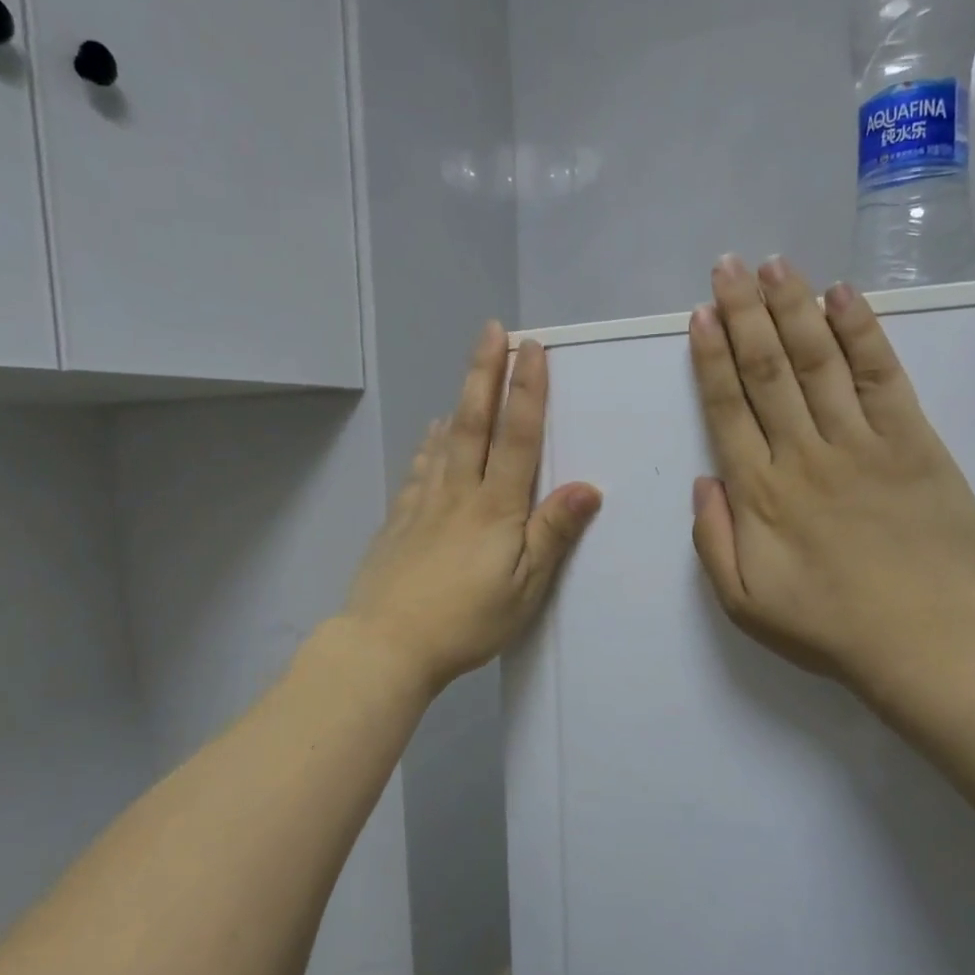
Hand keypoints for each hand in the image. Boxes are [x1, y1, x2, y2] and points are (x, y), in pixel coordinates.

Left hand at [344, 322, 601, 696]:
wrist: (386, 644)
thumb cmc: (466, 621)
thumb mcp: (524, 588)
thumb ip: (552, 535)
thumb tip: (588, 486)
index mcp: (495, 509)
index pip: (517, 438)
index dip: (526, 392)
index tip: (532, 349)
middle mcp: (459, 494)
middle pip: (475, 424)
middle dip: (486, 373)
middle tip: (493, 330)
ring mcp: (424, 504)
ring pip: (445, 440)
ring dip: (460, 399)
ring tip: (469, 369)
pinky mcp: (400, 521)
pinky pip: (419, 469)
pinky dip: (430, 443)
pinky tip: (432, 433)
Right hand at [688, 255, 974, 711]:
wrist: (929, 641)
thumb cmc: (829, 627)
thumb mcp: (744, 603)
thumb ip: (713, 541)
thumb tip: (705, 481)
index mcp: (759, 492)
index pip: (727, 408)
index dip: (711, 357)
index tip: (701, 315)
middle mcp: (803, 453)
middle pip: (766, 370)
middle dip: (744, 313)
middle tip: (728, 266)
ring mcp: (860, 442)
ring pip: (818, 360)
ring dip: (793, 308)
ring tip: (774, 264)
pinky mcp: (913, 441)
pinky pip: (881, 375)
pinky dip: (861, 332)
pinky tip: (842, 296)